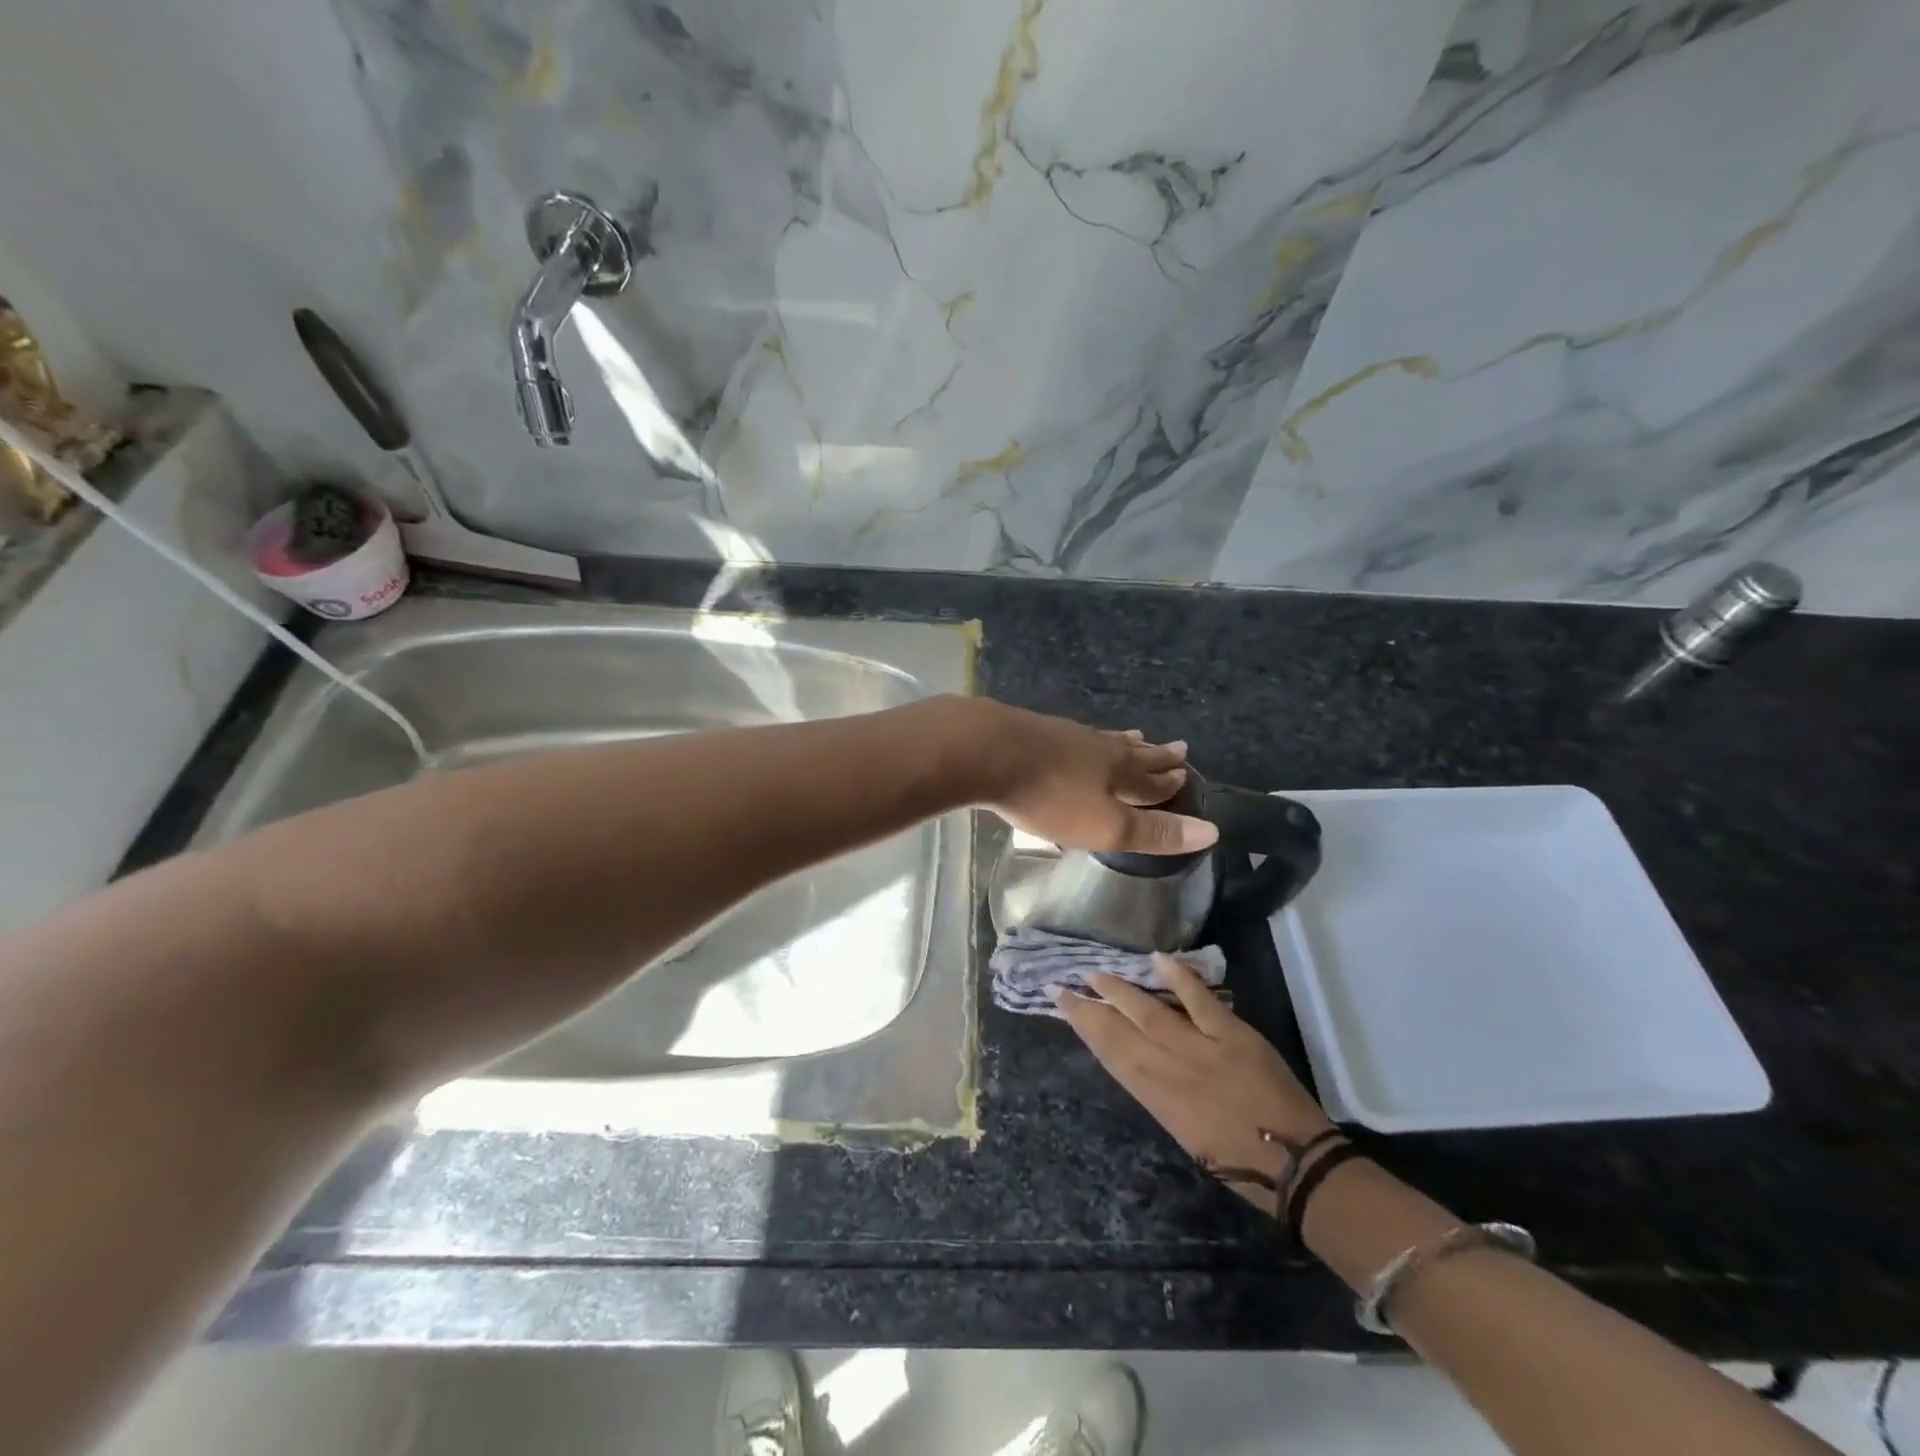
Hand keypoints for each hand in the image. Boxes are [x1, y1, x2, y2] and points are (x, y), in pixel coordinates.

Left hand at [971, 701, 1217, 855]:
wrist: (986, 751)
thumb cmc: (1049, 796)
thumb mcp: (1105, 826)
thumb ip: (1153, 831)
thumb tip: (1212, 832)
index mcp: (1117, 770)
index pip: (1152, 778)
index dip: (1169, 781)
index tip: (1185, 772)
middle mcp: (1095, 747)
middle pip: (1132, 752)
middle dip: (1155, 755)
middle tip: (1177, 746)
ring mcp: (1062, 735)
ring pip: (1102, 740)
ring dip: (1123, 742)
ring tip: (1134, 736)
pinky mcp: (1031, 730)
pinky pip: (1071, 736)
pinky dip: (1084, 740)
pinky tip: (1071, 738)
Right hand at [1056, 955, 1333, 1214]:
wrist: (1294, 1163)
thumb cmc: (1236, 1161)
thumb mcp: (1183, 1131)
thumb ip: (1158, 1091)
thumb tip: (1136, 1059)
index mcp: (1157, 1097)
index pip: (1110, 1054)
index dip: (1084, 1027)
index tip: (1062, 1005)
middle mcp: (1169, 1069)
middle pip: (1120, 1030)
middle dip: (1089, 1007)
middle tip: (1064, 985)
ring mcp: (1200, 1047)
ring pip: (1150, 1011)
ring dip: (1120, 990)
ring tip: (1096, 973)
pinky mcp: (1231, 1033)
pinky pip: (1200, 1000)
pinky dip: (1179, 977)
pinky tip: (1157, 958)